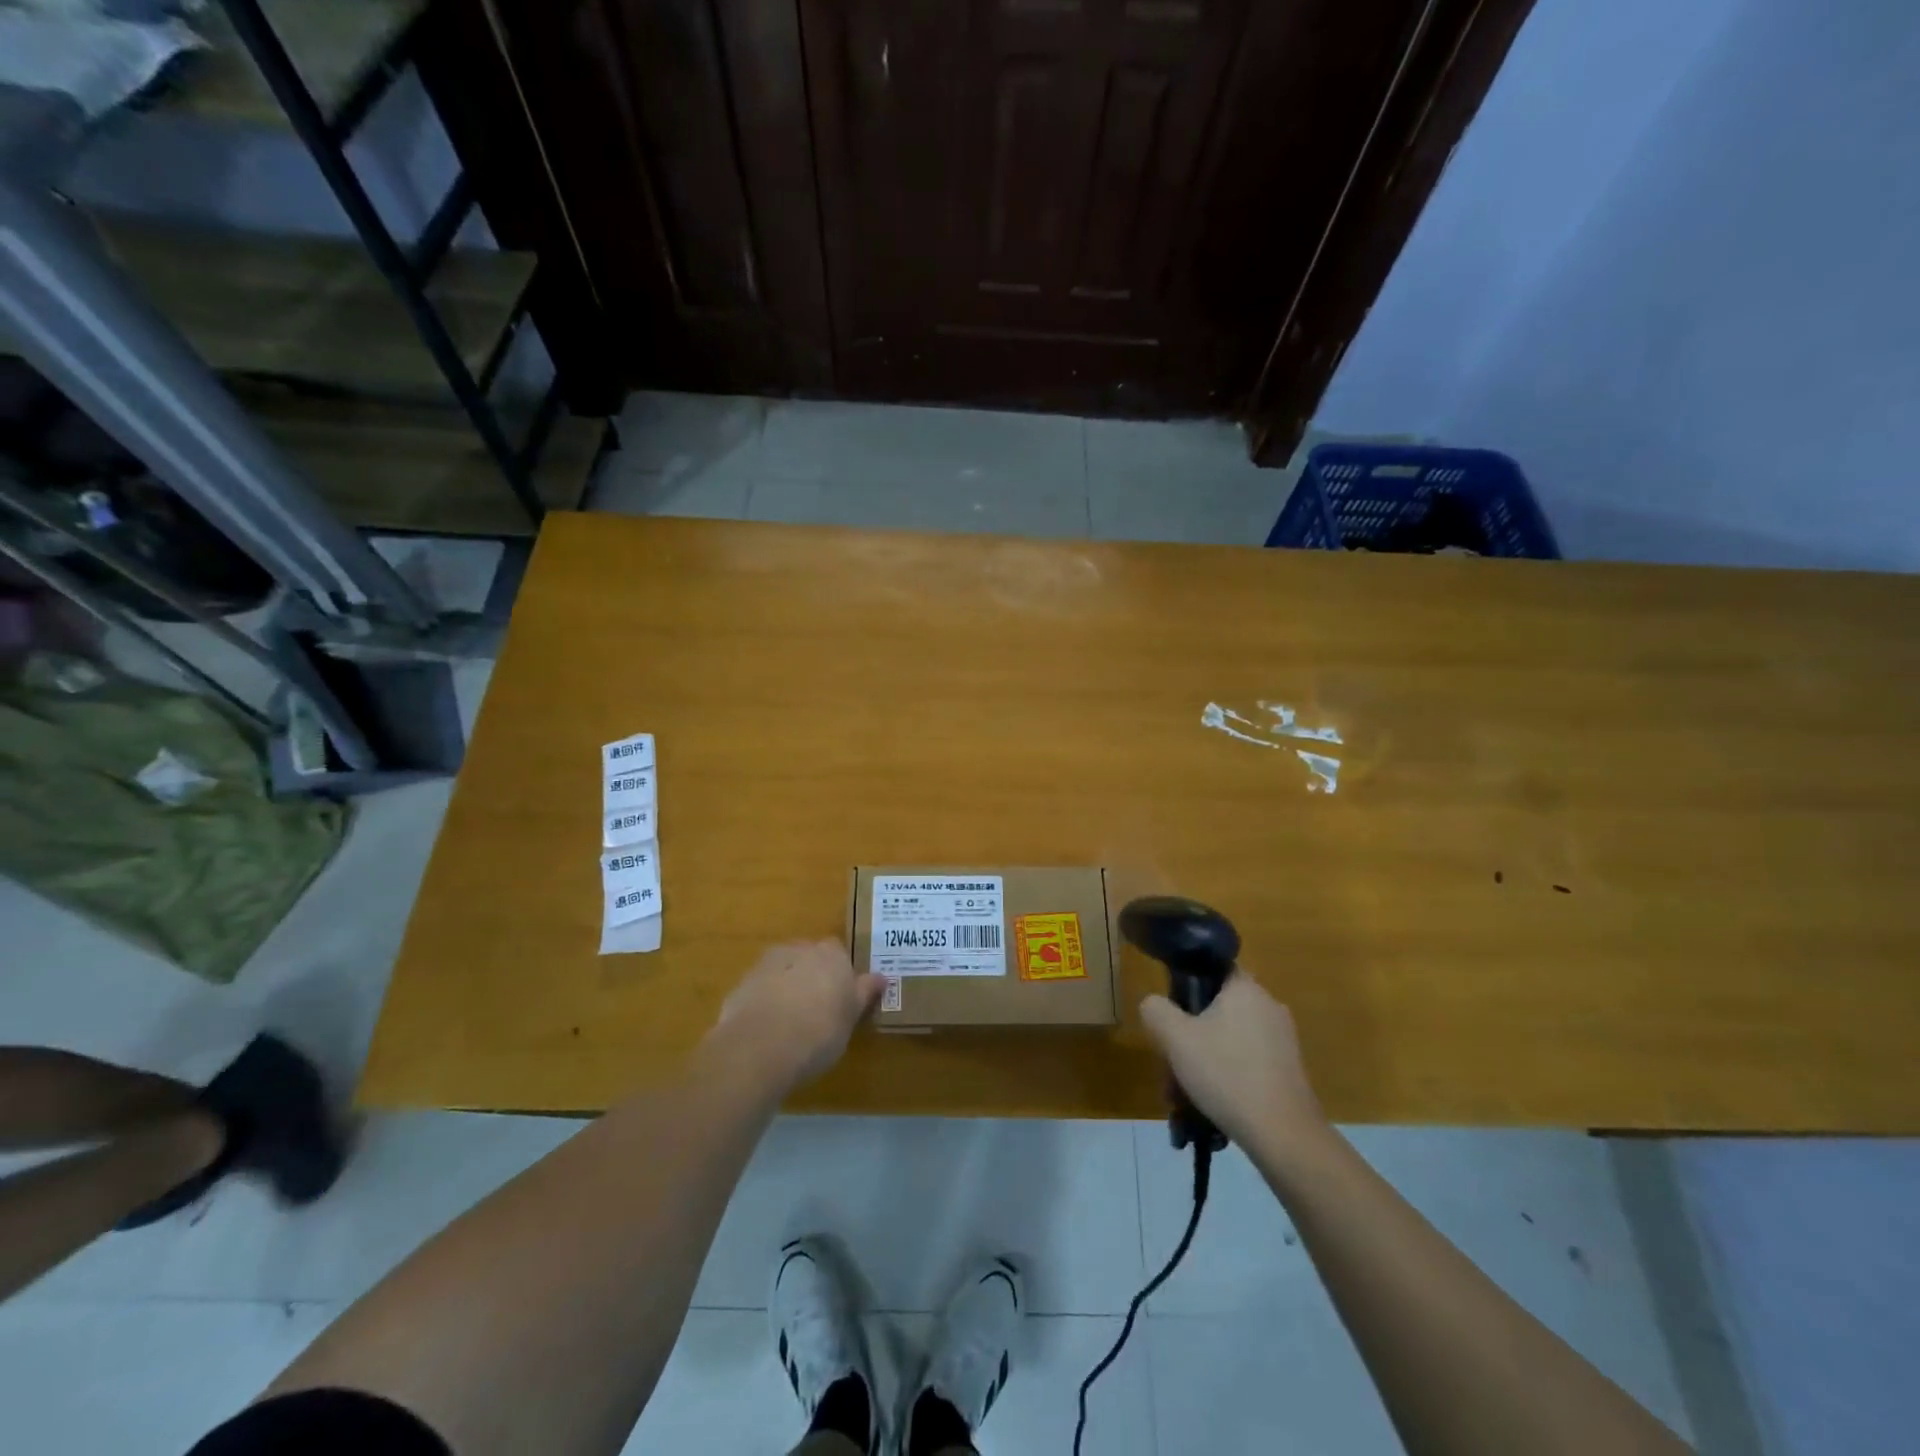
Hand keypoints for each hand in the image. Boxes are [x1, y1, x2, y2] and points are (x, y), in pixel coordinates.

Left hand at [714, 941, 884, 1087]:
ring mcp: (768, 963)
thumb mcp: (851, 1018)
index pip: (840, 954)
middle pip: (810, 957)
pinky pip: (761, 987)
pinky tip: (767, 1028)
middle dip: (812, 975)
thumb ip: (864, 993)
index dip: (840, 974)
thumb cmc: (819, 1032)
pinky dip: (765, 1000)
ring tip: (789, 1021)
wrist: (761, 1046)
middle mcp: (801, 949)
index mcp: (832, 955)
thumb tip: (881, 977)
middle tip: (817, 1008)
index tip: (841, 998)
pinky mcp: (743, 982)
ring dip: (787, 986)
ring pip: (784, 969)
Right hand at [1139, 973, 1325, 1154]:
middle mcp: (1269, 1006)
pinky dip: (1227, 1076)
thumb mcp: (1175, 1038)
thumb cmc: (1226, 1074)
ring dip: (1204, 1061)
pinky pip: (1247, 1062)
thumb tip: (1154, 1003)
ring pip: (1230, 1040)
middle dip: (1190, 1037)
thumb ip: (1156, 1010)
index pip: (1213, 968)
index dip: (1188, 985)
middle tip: (1171, 1065)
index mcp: (1245, 988)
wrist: (1284, 1135)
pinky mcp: (1289, 1070)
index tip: (1172, 1013)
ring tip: (1184, 1095)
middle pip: (1218, 1010)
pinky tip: (1211, 1105)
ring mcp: (1283, 1040)